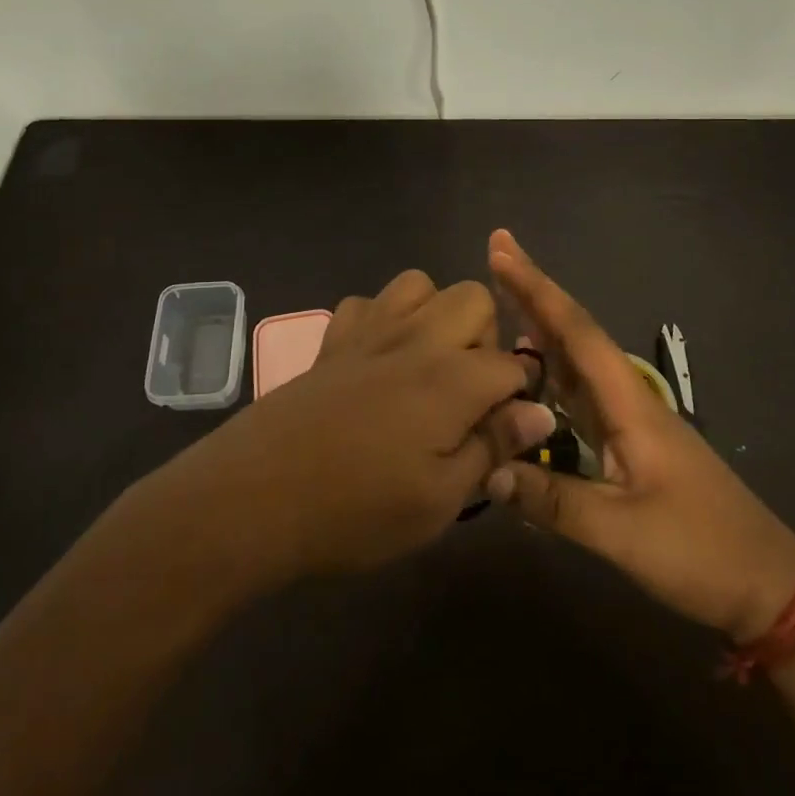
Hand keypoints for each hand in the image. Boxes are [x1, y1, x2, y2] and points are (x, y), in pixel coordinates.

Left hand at [171, 269, 555, 580]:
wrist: (254, 497)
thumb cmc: (355, 511)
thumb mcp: (439, 500)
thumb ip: (492, 447)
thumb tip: (540, 412)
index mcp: (450, 378)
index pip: (512, 364)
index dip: (520, 395)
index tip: (507, 429)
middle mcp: (415, 338)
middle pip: (473, 298)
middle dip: (485, 337)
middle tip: (468, 393)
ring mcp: (368, 331)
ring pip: (419, 284)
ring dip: (435, 315)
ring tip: (427, 366)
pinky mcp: (331, 340)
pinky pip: (366, 302)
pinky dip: (382, 319)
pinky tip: (375, 360)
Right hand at [485, 230, 794, 641]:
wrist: (765, 584)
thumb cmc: (700, 551)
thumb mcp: (623, 533)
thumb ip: (554, 501)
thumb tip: (487, 473)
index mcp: (629, 404)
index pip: (576, 332)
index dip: (536, 289)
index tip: (502, 250)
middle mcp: (627, 399)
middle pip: (574, 334)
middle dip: (534, 293)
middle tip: (495, 254)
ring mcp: (628, 421)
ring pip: (575, 361)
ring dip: (539, 326)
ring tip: (499, 301)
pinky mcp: (627, 444)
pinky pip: (577, 394)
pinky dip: (549, 370)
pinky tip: (528, 372)